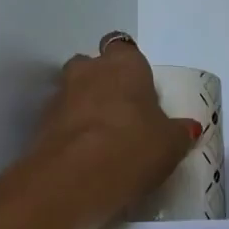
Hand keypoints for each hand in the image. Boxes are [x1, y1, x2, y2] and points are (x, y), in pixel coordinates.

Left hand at [29, 35, 200, 220]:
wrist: (73, 180)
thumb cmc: (133, 147)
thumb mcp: (171, 144)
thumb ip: (179, 132)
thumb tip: (187, 128)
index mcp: (124, 65)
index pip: (124, 48)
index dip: (132, 67)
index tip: (141, 90)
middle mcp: (88, 71)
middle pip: (93, 67)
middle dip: (103, 83)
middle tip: (123, 112)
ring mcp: (59, 97)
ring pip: (74, 93)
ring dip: (85, 108)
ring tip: (104, 139)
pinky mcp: (41, 126)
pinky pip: (61, 122)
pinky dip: (72, 133)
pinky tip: (87, 157)